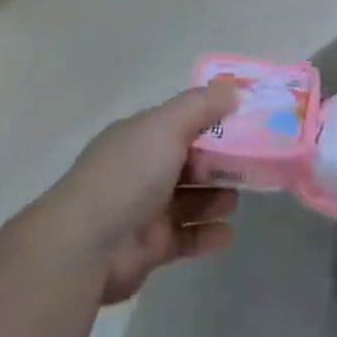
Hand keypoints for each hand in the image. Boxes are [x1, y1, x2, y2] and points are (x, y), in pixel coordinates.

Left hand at [51, 83, 240, 304]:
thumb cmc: (128, 176)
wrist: (86, 246)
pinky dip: (208, 234)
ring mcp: (145, 211)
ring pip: (191, 201)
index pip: (181, 124)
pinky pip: (187, 238)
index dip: (214, 122)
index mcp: (139, 138)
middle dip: (220, 164)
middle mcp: (141, 171)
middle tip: (250, 166)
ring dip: (216, 199)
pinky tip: (228, 232)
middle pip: (190, 163)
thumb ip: (202, 105)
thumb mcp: (166, 126)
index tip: (247, 124)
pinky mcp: (151, 248)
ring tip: (235, 200)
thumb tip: (235, 88)